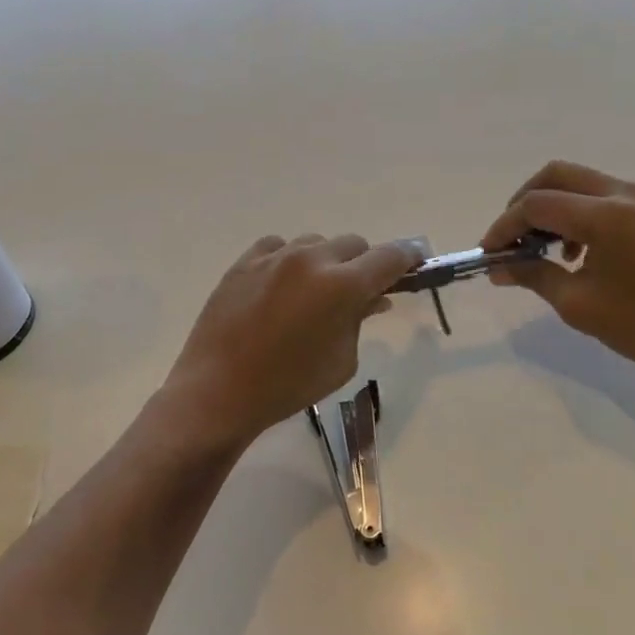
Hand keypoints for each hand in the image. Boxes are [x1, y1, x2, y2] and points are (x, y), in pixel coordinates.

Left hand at [163, 234, 421, 447]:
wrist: (219, 391)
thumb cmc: (289, 385)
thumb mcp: (342, 360)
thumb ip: (360, 319)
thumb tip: (374, 297)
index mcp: (342, 286)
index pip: (389, 257)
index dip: (407, 258)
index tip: (415, 262)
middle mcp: (311, 259)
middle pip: (354, 244)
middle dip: (363, 264)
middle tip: (359, 291)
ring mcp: (274, 256)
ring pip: (316, 243)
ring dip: (325, 261)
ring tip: (313, 293)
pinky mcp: (244, 261)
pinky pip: (278, 247)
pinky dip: (289, 260)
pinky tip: (282, 285)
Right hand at [481, 161, 634, 393]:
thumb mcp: (578, 304)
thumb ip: (534, 275)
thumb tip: (499, 267)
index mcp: (605, 215)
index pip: (537, 204)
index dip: (505, 226)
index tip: (489, 252)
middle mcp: (625, 193)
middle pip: (557, 176)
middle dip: (524, 203)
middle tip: (510, 238)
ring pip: (580, 183)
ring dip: (552, 206)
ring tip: (541, 249)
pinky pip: (603, 196)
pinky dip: (578, 213)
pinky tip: (576, 253)